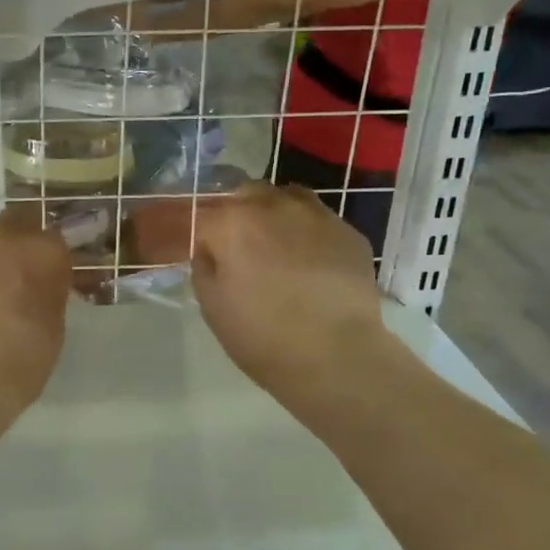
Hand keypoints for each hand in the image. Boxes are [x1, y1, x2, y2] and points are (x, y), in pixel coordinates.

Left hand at [0, 217, 71, 409]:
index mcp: (45, 251)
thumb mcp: (54, 326)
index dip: (51, 255)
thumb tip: (41, 287)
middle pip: (17, 219)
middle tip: (19, 267)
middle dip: (20, 236)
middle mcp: (6, 237)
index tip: (50, 272)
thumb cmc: (22, 358)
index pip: (55, 238)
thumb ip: (49, 293)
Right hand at [190, 182, 397, 409]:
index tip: (202, 252)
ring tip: (277, 248)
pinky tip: (311, 264)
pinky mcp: (349, 232)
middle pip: (245, 193)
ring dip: (274, 215)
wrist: (336, 356)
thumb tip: (210, 251)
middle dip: (237, 213)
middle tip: (238, 247)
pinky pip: (319, 221)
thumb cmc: (262, 336)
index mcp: (232, 221)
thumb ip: (204, 267)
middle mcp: (274, 205)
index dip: (200, 232)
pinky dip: (308, 234)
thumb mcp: (212, 306)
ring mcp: (316, 214)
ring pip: (286, 198)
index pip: (204, 212)